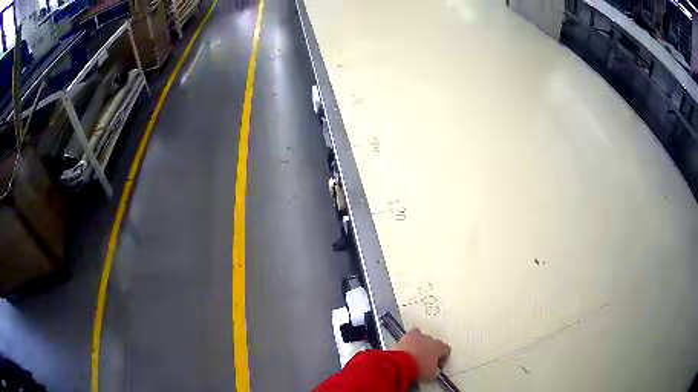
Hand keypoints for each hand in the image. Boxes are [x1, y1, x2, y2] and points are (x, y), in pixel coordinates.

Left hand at [396, 328, 450, 380]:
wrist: (401, 364)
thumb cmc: (420, 370)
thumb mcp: (433, 374)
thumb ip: (436, 369)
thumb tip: (434, 368)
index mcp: (440, 347)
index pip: (446, 350)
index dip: (442, 359)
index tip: (436, 367)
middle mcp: (431, 338)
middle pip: (434, 344)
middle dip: (430, 352)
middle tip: (424, 362)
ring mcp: (419, 335)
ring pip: (423, 339)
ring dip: (421, 346)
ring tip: (415, 355)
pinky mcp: (407, 335)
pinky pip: (412, 335)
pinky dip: (411, 340)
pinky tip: (408, 347)